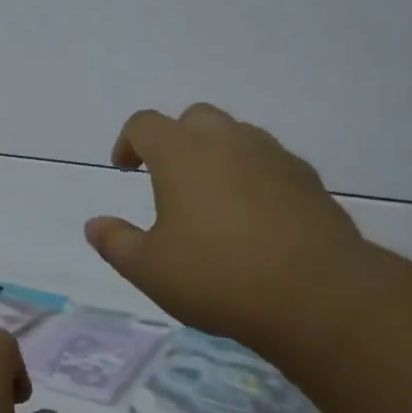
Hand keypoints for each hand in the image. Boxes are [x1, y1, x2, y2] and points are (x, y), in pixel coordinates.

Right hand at [84, 104, 375, 356]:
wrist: (317, 294)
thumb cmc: (218, 276)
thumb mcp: (150, 269)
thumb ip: (116, 243)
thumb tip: (94, 225)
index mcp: (182, 153)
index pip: (145, 124)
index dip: (128, 142)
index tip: (125, 170)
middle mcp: (228, 141)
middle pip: (194, 118)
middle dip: (175, 140)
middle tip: (168, 179)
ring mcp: (273, 156)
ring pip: (237, 135)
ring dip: (217, 154)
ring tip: (212, 198)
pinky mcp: (308, 180)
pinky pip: (271, 162)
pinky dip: (253, 176)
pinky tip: (255, 217)